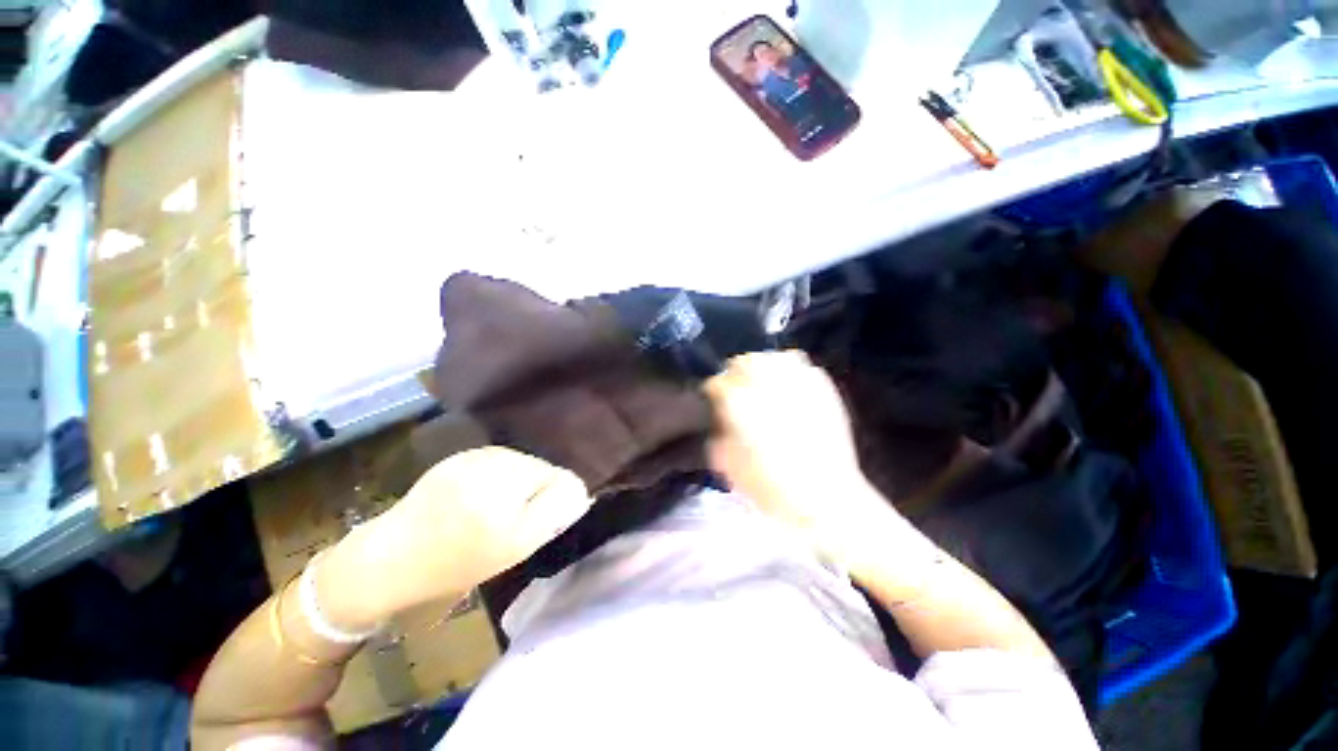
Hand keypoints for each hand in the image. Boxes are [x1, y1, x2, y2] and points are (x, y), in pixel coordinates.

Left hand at [319, 447, 591, 629]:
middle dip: (534, 493)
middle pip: (541, 469)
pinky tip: (475, 503)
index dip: (554, 503)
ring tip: (491, 515)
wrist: (387, 561)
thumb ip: (554, 513)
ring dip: (516, 487)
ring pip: (520, 466)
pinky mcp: (459, 457)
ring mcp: (474, 454)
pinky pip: (498, 464)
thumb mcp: (514, 548)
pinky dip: (497, 481)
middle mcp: (493, 457)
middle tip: (509, 526)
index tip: (532, 527)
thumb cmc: (455, 562)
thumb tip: (580, 490)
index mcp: (507, 480)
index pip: (560, 477)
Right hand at [705, 352, 889, 559]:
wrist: (826, 498)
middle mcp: (767, 384)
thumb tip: (720, 417)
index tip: (714, 402)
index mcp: (740, 402)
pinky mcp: (823, 388)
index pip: (717, 383)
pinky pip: (802, 367)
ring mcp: (798, 383)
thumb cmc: (771, 487)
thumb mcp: (729, 465)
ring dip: (764, 367)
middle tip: (739, 393)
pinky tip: (790, 389)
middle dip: (736, 376)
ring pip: (773, 357)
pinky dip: (791, 372)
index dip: (712, 393)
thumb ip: (718, 434)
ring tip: (764, 384)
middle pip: (744, 362)